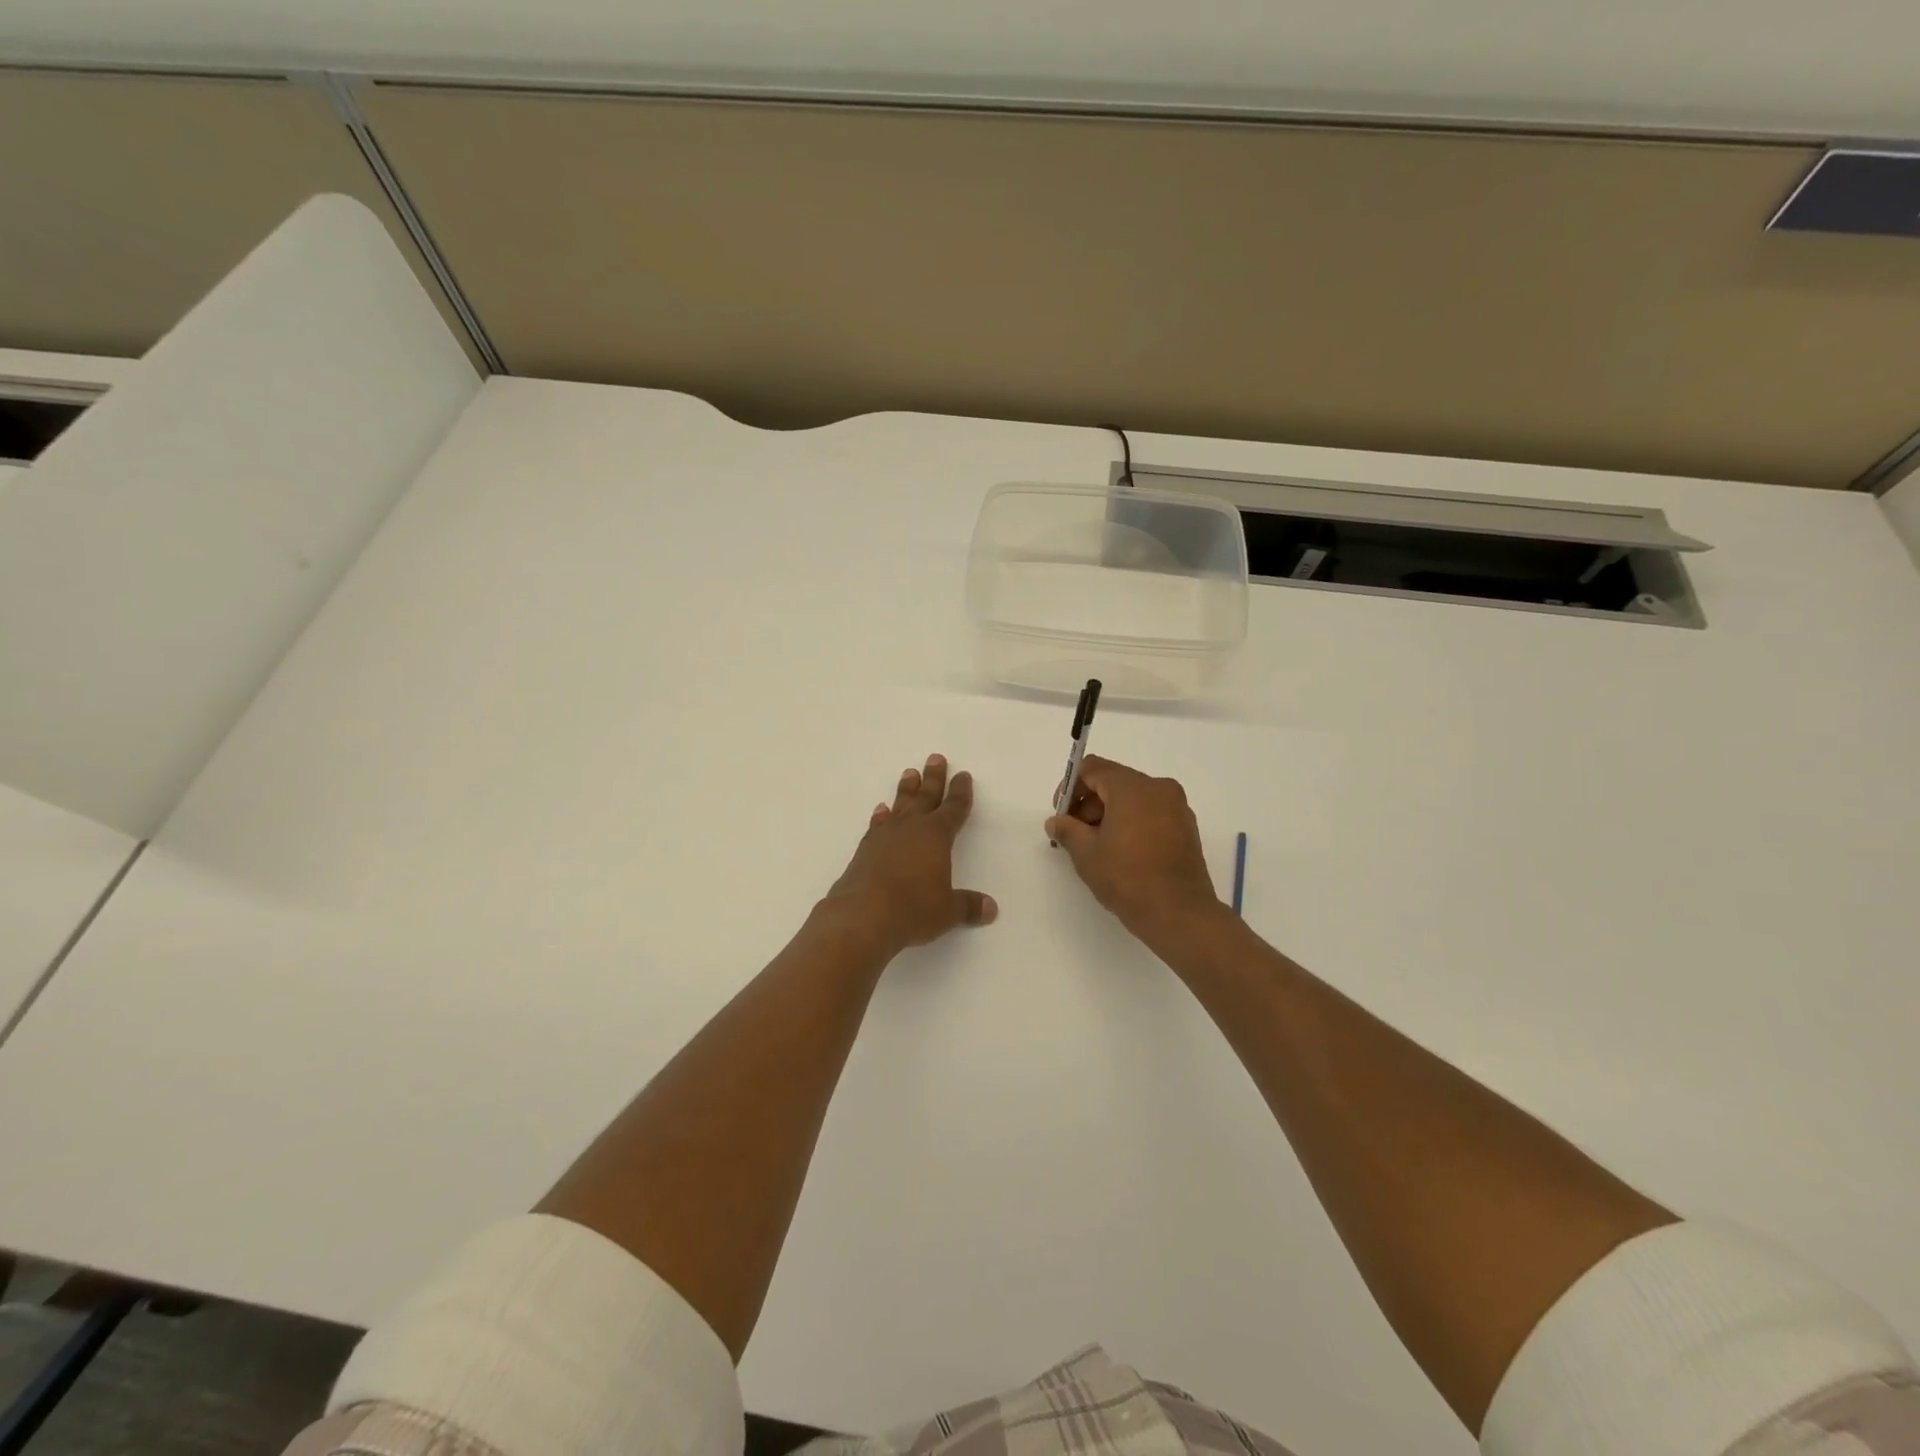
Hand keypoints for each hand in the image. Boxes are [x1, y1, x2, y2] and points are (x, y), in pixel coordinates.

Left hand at [824, 753, 997, 957]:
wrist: (863, 915)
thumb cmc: (913, 909)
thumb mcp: (947, 911)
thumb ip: (969, 906)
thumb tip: (991, 909)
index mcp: (937, 836)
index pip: (954, 808)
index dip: (960, 792)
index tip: (963, 775)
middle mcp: (911, 828)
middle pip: (926, 796)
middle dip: (933, 778)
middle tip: (935, 758)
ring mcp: (885, 836)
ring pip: (900, 805)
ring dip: (906, 789)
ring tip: (909, 773)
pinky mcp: (865, 849)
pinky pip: (877, 824)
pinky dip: (881, 816)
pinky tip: (881, 810)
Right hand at [1044, 755, 1223, 946]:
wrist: (1179, 914)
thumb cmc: (1128, 878)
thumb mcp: (1086, 853)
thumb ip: (1066, 829)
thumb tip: (1056, 821)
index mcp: (1133, 787)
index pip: (1093, 768)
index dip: (1070, 787)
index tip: (1061, 815)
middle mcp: (1158, 788)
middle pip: (1113, 781)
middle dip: (1089, 803)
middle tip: (1075, 835)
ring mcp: (1176, 807)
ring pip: (1133, 798)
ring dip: (1109, 814)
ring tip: (1097, 847)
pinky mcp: (1186, 827)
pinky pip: (1151, 812)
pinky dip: (1131, 822)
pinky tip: (1122, 852)